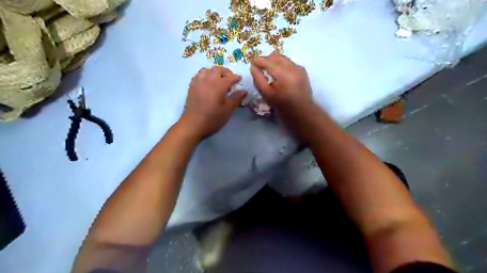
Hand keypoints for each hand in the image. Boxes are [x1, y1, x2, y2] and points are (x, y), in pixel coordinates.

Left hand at [179, 66, 245, 138]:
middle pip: (217, 70)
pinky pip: (198, 75)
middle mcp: (207, 81)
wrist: (193, 125)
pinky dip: (205, 75)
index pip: (229, 77)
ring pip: (206, 70)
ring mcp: (198, 83)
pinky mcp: (192, 87)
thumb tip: (243, 91)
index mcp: (218, 87)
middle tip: (230, 79)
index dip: (236, 77)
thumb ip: (235, 99)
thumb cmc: (212, 119)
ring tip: (218, 80)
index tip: (240, 79)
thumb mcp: (227, 111)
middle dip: (225, 72)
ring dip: (214, 72)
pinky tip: (207, 83)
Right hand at [249, 52, 313, 110]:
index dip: (258, 61)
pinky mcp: (302, 70)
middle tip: (259, 67)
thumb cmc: (282, 105)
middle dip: (266, 59)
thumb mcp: (267, 94)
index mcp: (283, 74)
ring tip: (268, 70)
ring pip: (283, 58)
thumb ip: (258, 79)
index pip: (268, 61)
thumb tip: (253, 67)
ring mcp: (298, 67)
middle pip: (276, 56)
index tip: (252, 63)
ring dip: (274, 61)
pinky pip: (289, 62)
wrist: (301, 110)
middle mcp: (292, 67)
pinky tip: (279, 74)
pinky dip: (281, 64)